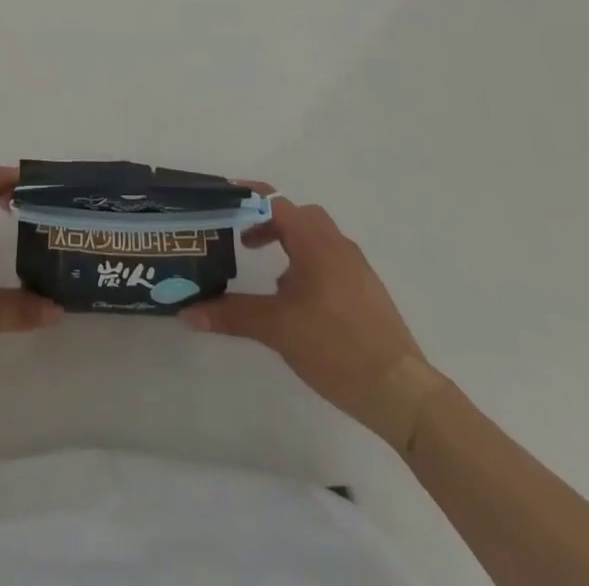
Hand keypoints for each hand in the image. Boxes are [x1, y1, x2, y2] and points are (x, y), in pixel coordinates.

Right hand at [183, 188, 445, 452]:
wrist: (401, 391)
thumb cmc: (335, 345)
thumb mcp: (276, 328)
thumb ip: (231, 314)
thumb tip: (187, 313)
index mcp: (314, 241)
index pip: (275, 200)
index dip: (247, 196)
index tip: (222, 199)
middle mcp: (337, 244)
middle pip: (298, 215)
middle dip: (268, 222)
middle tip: (242, 241)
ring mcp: (357, 268)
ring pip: (316, 239)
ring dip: (289, 244)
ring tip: (269, 275)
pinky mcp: (367, 291)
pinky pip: (331, 261)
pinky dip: (308, 265)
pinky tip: (299, 302)